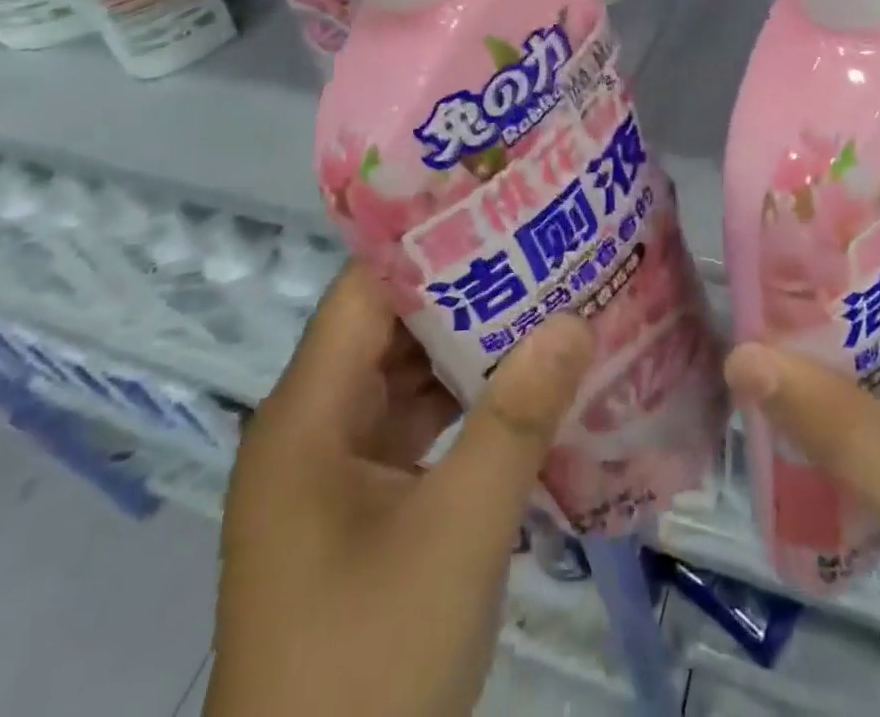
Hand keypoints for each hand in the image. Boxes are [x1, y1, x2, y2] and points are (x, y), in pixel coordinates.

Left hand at [208, 263, 593, 716]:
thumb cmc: (368, 668)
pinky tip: (523, 396)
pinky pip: (414, 437)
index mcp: (305, 416)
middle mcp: (310, 432)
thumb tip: (574, 320)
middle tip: (541, 254)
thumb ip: (517, 420)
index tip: (499, 212)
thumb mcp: (457, 533)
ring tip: (545, 306)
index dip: (429, 246)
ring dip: (469, 356)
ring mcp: (332, 479)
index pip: (366, 292)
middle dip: (465, 296)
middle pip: (388, 332)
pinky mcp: (357, 519)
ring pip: (405, 386)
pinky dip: (463, 413)